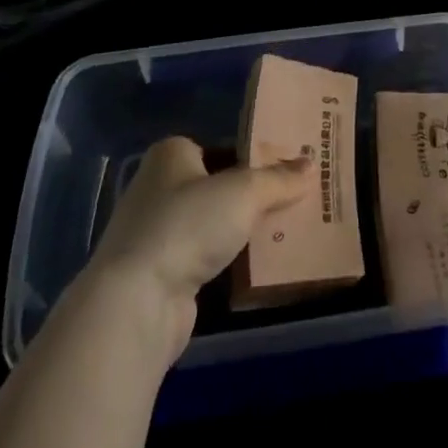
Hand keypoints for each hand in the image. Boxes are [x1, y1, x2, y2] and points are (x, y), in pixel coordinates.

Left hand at [83, 137, 311, 363]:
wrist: (137, 300)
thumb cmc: (187, 224)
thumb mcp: (244, 192)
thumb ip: (278, 179)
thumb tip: (311, 165)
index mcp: (171, 154)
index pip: (222, 146)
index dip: (255, 157)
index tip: (289, 169)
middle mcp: (159, 186)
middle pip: (219, 185)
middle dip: (253, 194)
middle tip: (296, 198)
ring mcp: (157, 232)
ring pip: (214, 223)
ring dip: (243, 229)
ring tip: (287, 230)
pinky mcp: (161, 272)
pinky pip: (207, 255)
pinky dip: (230, 259)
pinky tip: (261, 264)